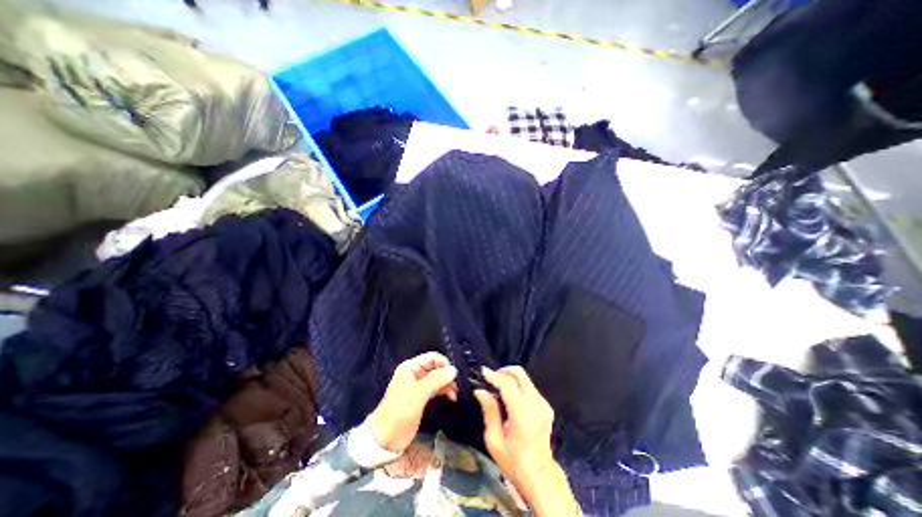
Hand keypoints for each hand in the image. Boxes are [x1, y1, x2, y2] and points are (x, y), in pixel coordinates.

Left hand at [370, 351, 457, 452]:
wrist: (385, 441)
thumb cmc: (399, 414)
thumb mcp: (417, 394)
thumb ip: (435, 380)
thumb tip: (453, 369)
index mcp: (410, 368)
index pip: (431, 357)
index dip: (443, 363)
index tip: (454, 374)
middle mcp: (414, 373)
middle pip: (435, 367)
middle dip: (446, 375)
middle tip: (456, 385)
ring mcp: (418, 385)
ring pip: (437, 378)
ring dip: (447, 383)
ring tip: (454, 393)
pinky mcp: (421, 397)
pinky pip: (436, 388)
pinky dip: (444, 390)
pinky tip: (451, 396)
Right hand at [475, 367, 553, 489]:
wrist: (539, 476)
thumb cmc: (514, 462)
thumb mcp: (494, 440)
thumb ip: (489, 411)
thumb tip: (480, 391)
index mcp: (523, 414)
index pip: (508, 384)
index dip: (494, 375)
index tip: (483, 372)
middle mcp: (536, 405)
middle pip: (520, 374)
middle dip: (503, 371)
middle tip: (491, 378)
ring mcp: (543, 405)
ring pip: (525, 379)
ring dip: (510, 378)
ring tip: (497, 389)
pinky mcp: (546, 406)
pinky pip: (529, 387)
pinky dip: (517, 386)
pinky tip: (509, 398)